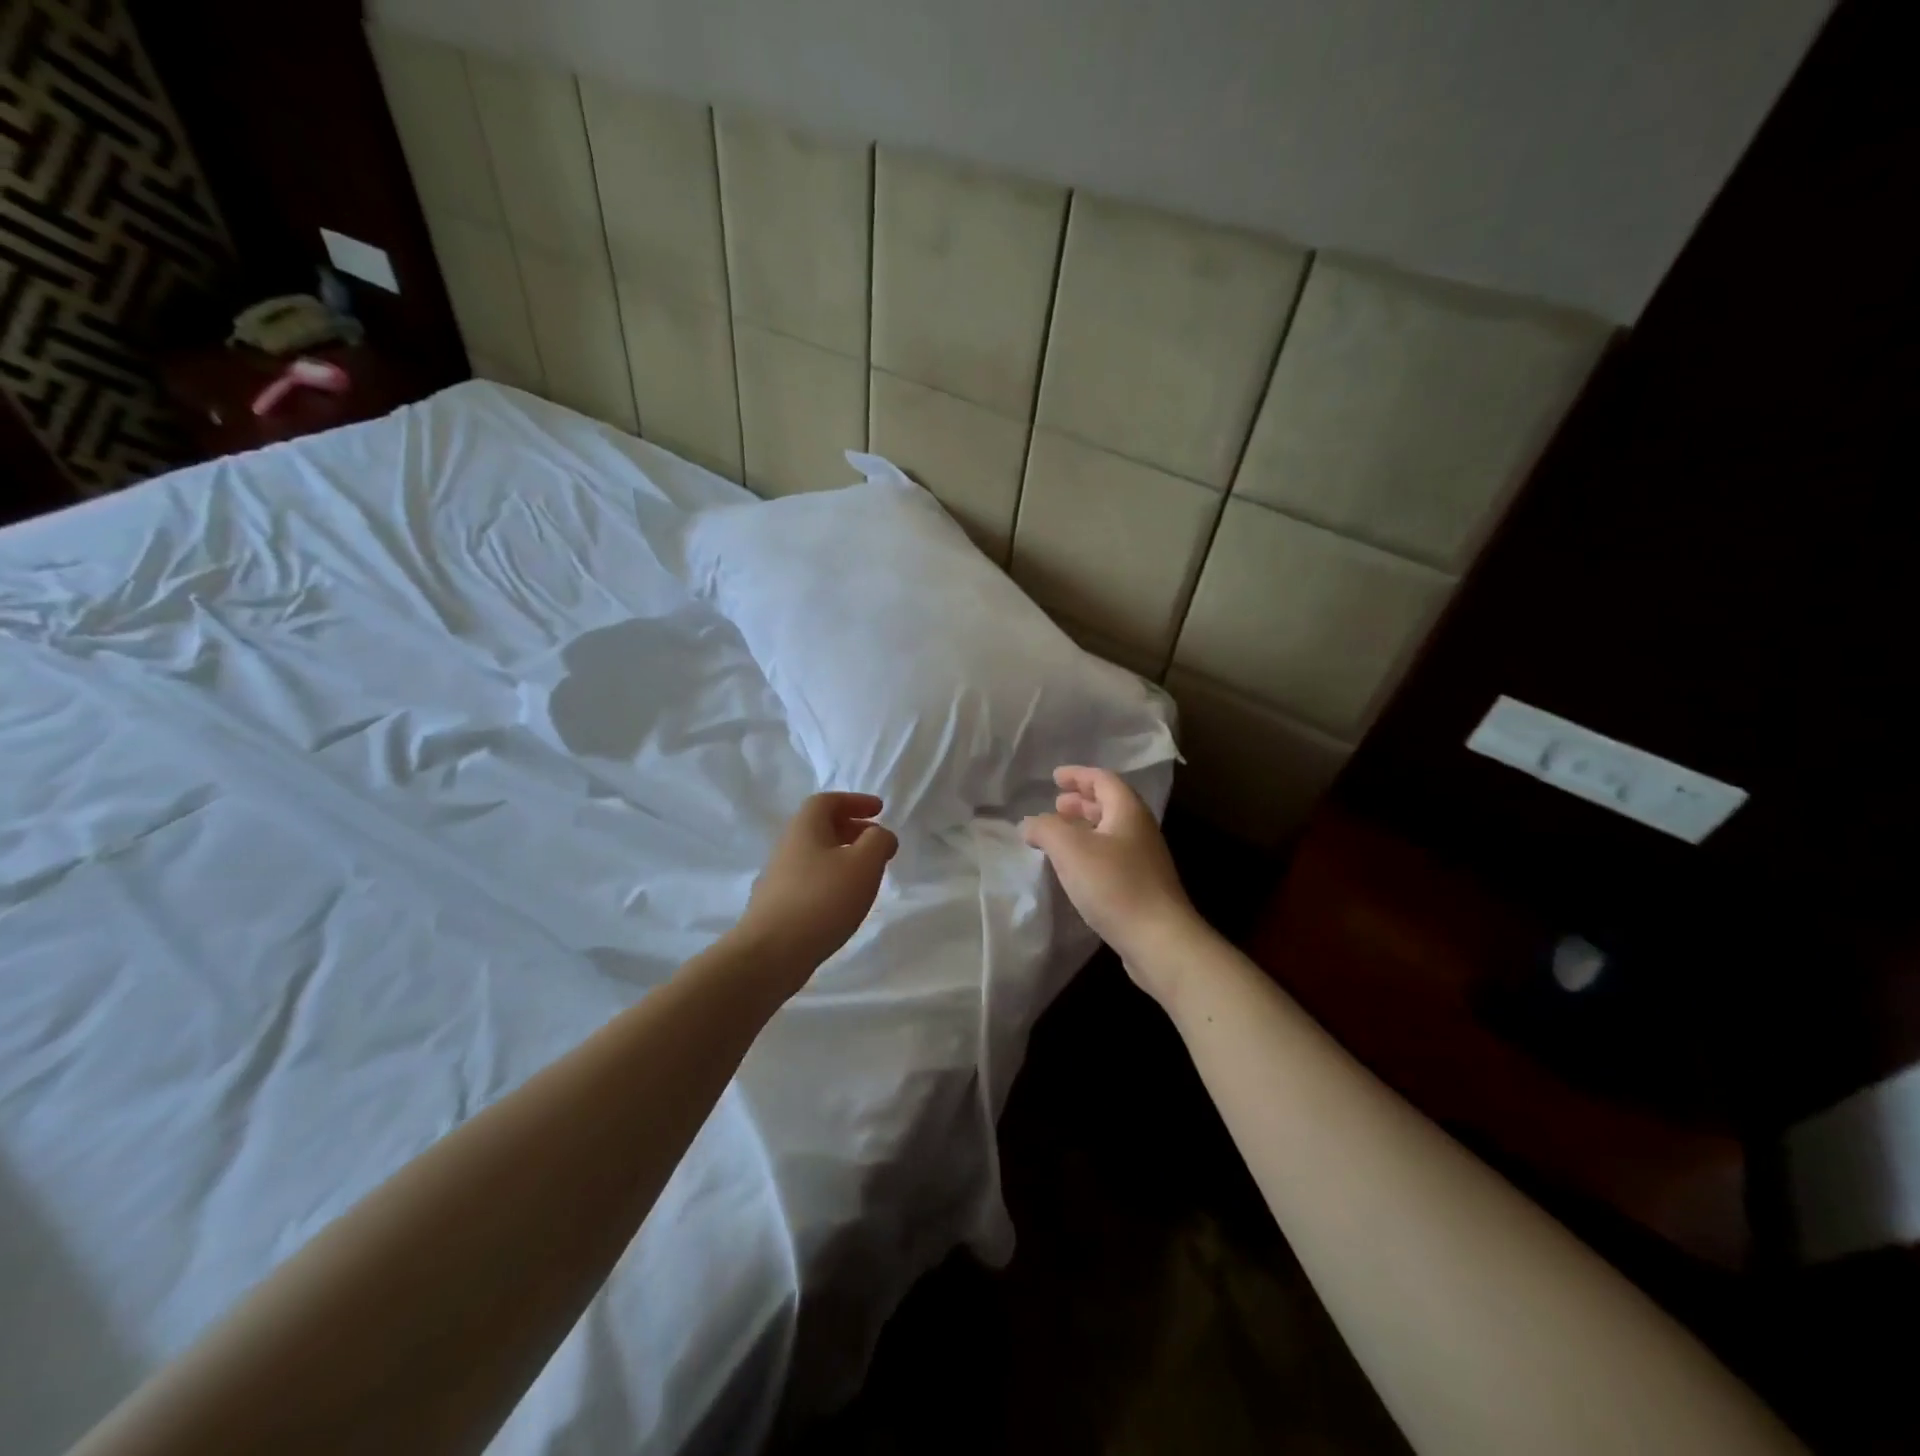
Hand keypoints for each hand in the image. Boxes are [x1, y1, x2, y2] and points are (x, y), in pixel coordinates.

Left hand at [736, 792, 898, 993]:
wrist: (770, 954)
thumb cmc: (822, 900)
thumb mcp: (863, 864)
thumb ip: (878, 842)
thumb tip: (880, 835)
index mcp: (805, 827)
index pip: (827, 801)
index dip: (855, 801)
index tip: (879, 810)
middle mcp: (787, 846)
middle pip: (820, 826)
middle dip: (851, 828)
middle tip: (876, 841)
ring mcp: (778, 877)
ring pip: (815, 854)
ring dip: (842, 855)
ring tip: (866, 873)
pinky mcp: (777, 905)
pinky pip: (809, 879)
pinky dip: (831, 879)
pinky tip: (844, 900)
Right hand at [1021, 766, 1203, 1006]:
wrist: (1159, 940)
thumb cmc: (1114, 885)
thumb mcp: (1070, 849)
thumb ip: (1045, 828)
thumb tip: (1030, 824)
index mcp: (1128, 811)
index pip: (1103, 780)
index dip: (1078, 775)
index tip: (1055, 777)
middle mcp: (1140, 830)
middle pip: (1110, 804)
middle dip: (1082, 801)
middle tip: (1056, 805)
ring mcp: (1145, 860)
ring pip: (1111, 832)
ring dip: (1085, 828)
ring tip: (1060, 836)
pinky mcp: (1143, 887)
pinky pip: (1113, 857)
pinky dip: (1091, 852)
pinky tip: (1075, 870)